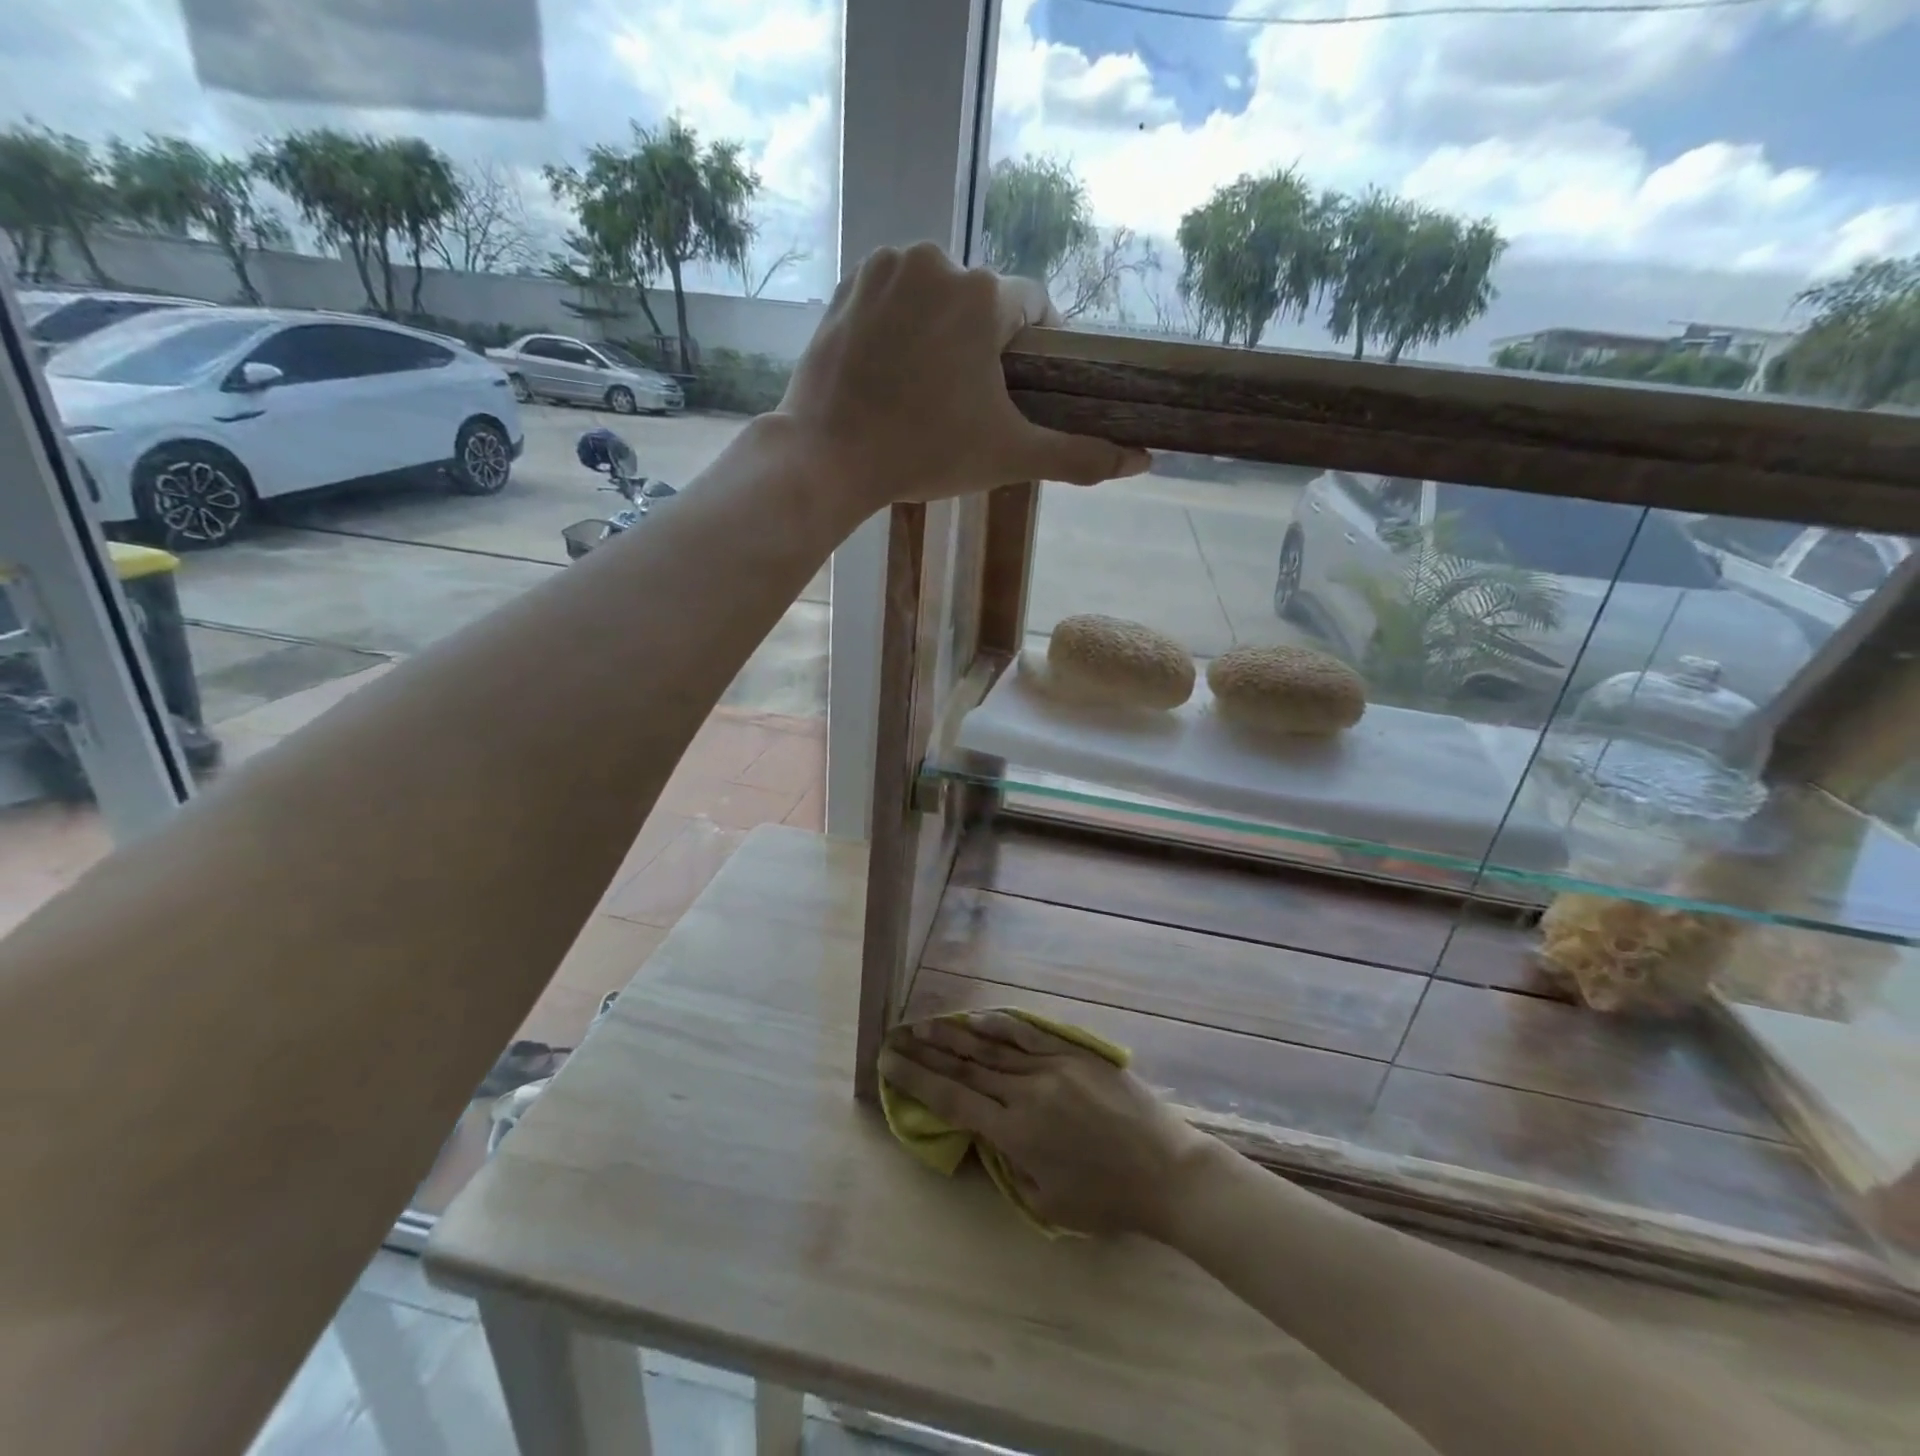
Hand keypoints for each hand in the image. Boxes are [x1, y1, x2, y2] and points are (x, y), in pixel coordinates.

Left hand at [777, 243, 1150, 515]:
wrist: (828, 457)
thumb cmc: (925, 453)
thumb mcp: (1009, 457)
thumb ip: (1078, 455)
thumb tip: (1143, 460)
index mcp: (982, 294)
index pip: (1033, 309)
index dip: (1033, 352)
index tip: (1016, 393)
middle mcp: (936, 259)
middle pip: (981, 303)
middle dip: (982, 347)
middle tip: (964, 404)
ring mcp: (884, 267)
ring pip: (936, 297)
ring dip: (941, 333)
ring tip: (925, 391)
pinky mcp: (847, 284)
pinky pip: (894, 298)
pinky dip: (900, 326)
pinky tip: (890, 371)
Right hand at [879, 1011, 1208, 1237]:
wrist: (1166, 1171)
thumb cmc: (1107, 1199)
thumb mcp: (1046, 1201)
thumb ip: (1009, 1165)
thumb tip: (988, 1134)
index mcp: (1015, 1133)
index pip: (952, 1100)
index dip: (916, 1080)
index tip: (888, 1063)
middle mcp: (1025, 1092)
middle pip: (965, 1066)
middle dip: (926, 1052)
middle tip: (895, 1037)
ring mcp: (1051, 1066)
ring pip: (992, 1046)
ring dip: (954, 1034)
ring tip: (923, 1024)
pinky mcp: (1075, 1052)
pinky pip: (1029, 1033)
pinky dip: (1000, 1024)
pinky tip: (978, 1018)